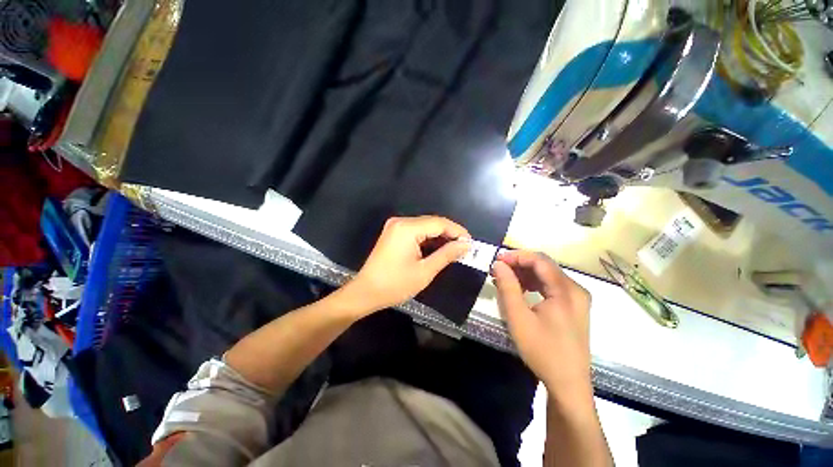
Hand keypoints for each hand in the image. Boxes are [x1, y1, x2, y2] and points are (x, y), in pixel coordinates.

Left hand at [342, 216, 470, 314]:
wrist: (365, 292)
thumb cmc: (395, 284)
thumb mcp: (425, 271)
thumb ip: (447, 255)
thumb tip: (466, 245)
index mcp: (407, 228)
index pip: (439, 223)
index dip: (457, 231)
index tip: (471, 243)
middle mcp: (401, 222)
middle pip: (432, 222)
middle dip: (450, 234)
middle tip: (464, 248)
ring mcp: (395, 226)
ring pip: (425, 226)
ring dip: (440, 237)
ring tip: (454, 249)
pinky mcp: (394, 233)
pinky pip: (416, 231)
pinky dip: (428, 239)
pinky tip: (438, 248)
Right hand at [491, 250, 591, 398]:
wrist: (568, 385)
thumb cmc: (542, 351)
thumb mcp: (518, 318)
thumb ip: (507, 287)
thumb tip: (498, 264)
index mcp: (566, 291)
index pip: (539, 260)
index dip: (516, 256)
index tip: (497, 260)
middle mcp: (576, 290)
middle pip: (545, 266)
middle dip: (519, 264)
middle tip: (498, 270)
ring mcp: (577, 299)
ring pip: (548, 275)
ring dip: (525, 274)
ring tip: (505, 279)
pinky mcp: (574, 307)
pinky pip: (552, 286)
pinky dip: (534, 284)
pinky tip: (521, 290)